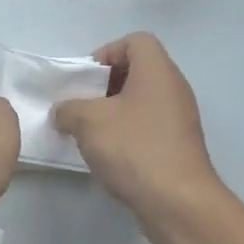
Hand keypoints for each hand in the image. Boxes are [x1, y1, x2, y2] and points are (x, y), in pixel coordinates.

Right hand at [52, 33, 228, 243]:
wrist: (177, 202)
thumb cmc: (134, 149)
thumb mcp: (87, 121)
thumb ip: (68, 109)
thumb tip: (64, 112)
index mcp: (157, 72)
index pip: (136, 41)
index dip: (107, 52)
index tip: (85, 79)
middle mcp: (173, 89)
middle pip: (137, 72)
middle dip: (104, 86)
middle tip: (81, 106)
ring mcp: (179, 120)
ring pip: (141, 103)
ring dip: (112, 113)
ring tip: (88, 134)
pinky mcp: (177, 148)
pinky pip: (147, 128)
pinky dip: (126, 135)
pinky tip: (107, 157)